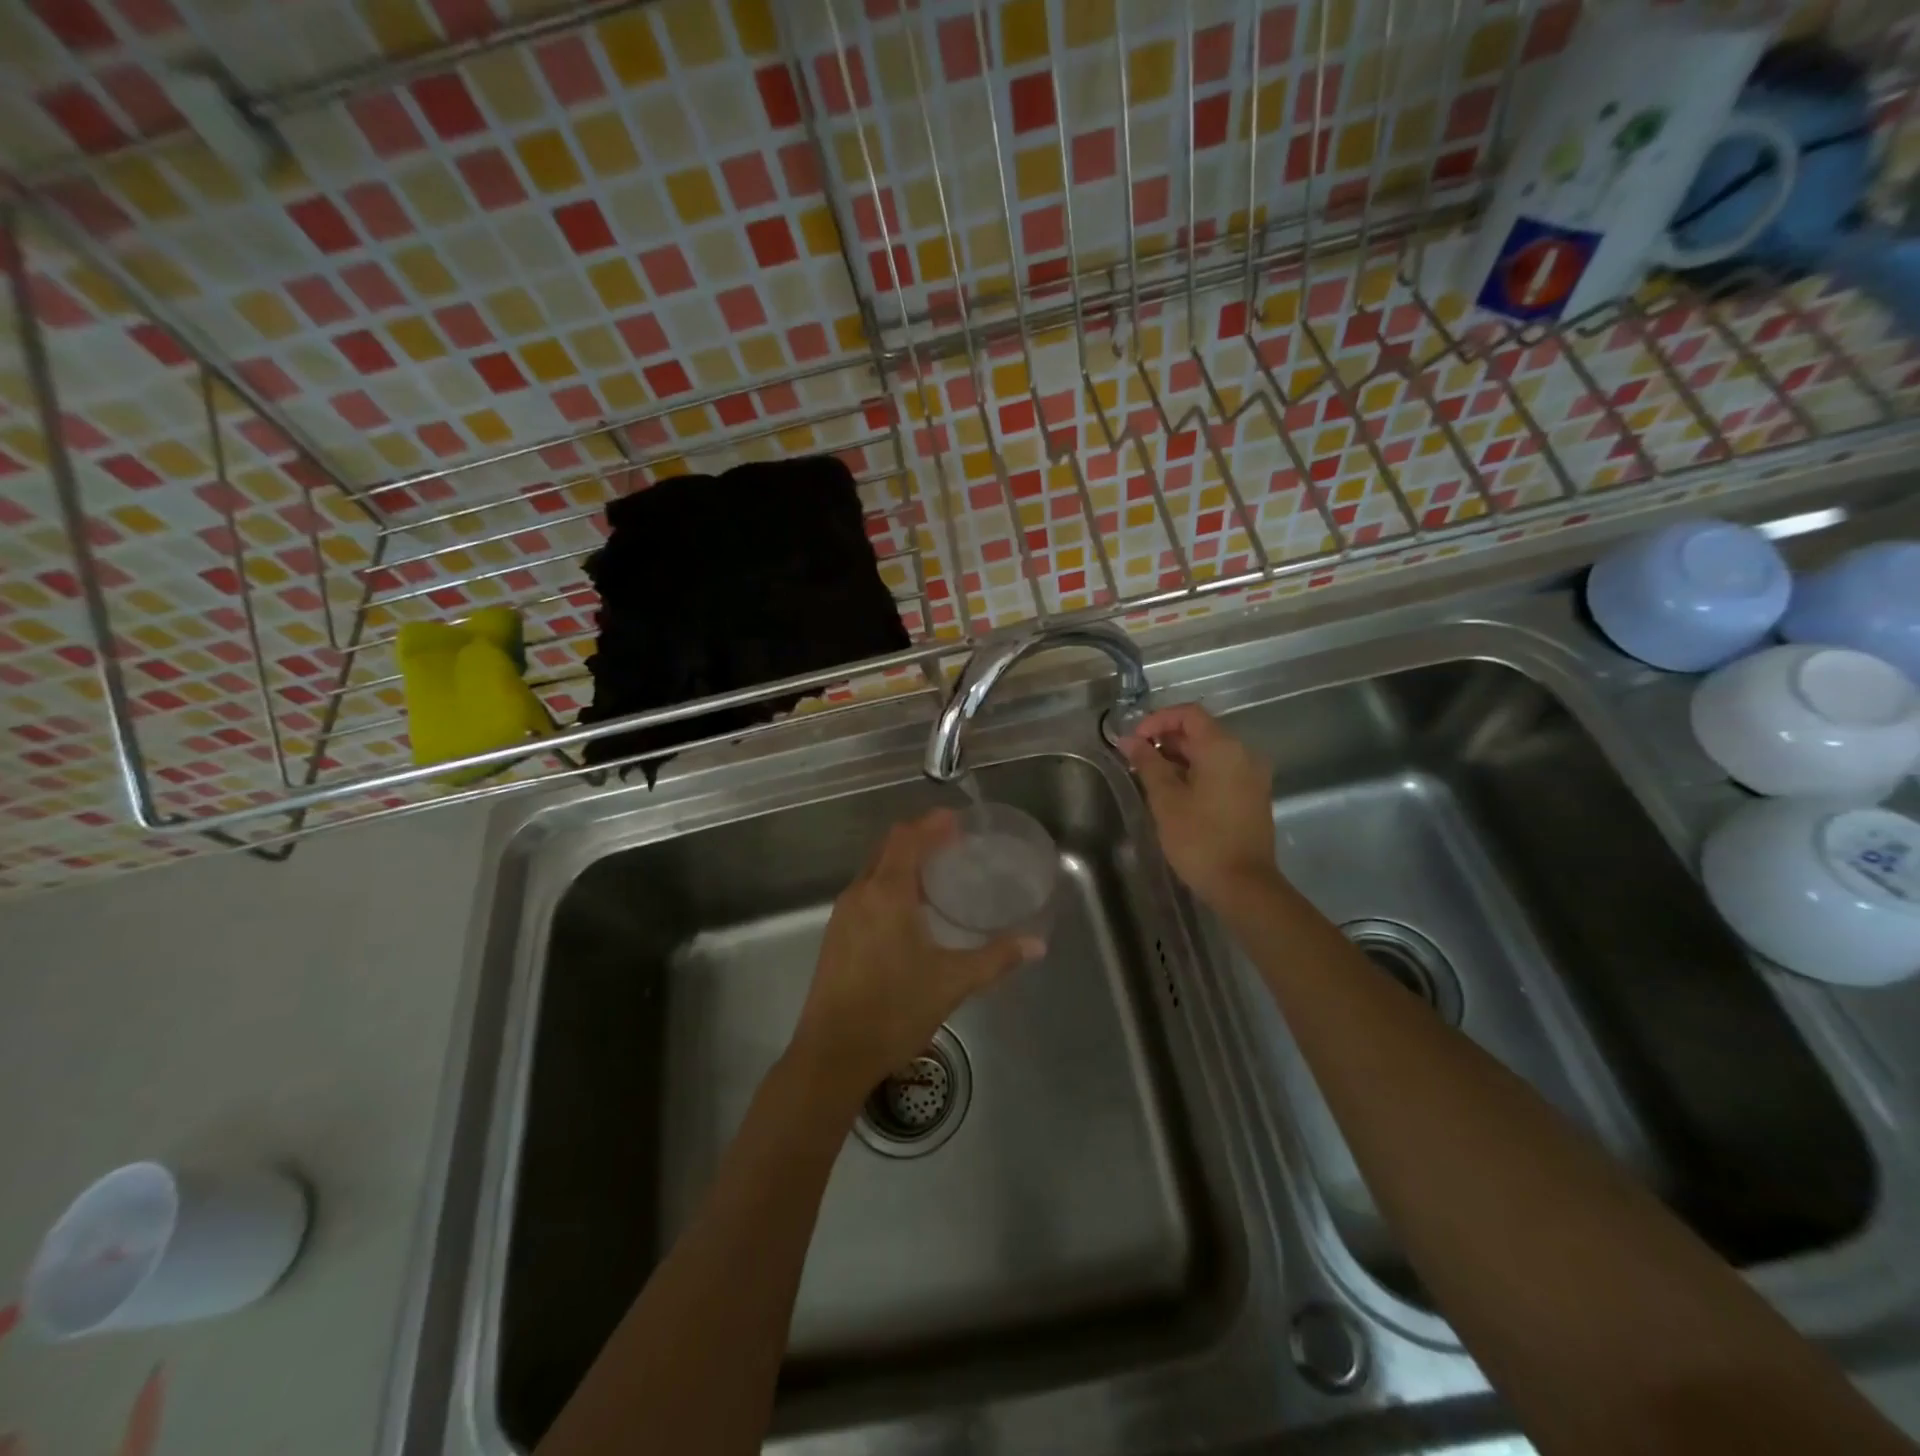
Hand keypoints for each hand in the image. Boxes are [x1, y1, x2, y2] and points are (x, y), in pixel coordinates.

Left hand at [791, 809, 1041, 1097]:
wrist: (832, 1055)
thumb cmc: (894, 1011)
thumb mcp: (952, 983)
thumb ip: (996, 958)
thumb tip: (1037, 944)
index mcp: (887, 893)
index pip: (907, 838)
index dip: (931, 823)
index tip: (957, 820)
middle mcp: (860, 894)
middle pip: (888, 848)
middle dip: (918, 838)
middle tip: (952, 842)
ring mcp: (843, 915)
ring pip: (874, 870)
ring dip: (902, 862)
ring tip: (936, 872)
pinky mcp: (836, 936)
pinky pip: (865, 892)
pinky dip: (888, 884)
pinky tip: (909, 910)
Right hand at [1121, 703, 1281, 910]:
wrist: (1244, 885)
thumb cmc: (1200, 839)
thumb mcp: (1166, 799)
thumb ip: (1148, 763)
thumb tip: (1129, 740)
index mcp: (1223, 748)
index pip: (1188, 714)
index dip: (1157, 720)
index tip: (1134, 740)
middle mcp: (1243, 754)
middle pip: (1201, 731)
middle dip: (1166, 739)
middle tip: (1136, 760)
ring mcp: (1252, 775)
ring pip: (1211, 752)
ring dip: (1180, 758)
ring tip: (1150, 777)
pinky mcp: (1252, 795)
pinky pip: (1221, 770)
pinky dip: (1197, 772)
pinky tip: (1175, 793)